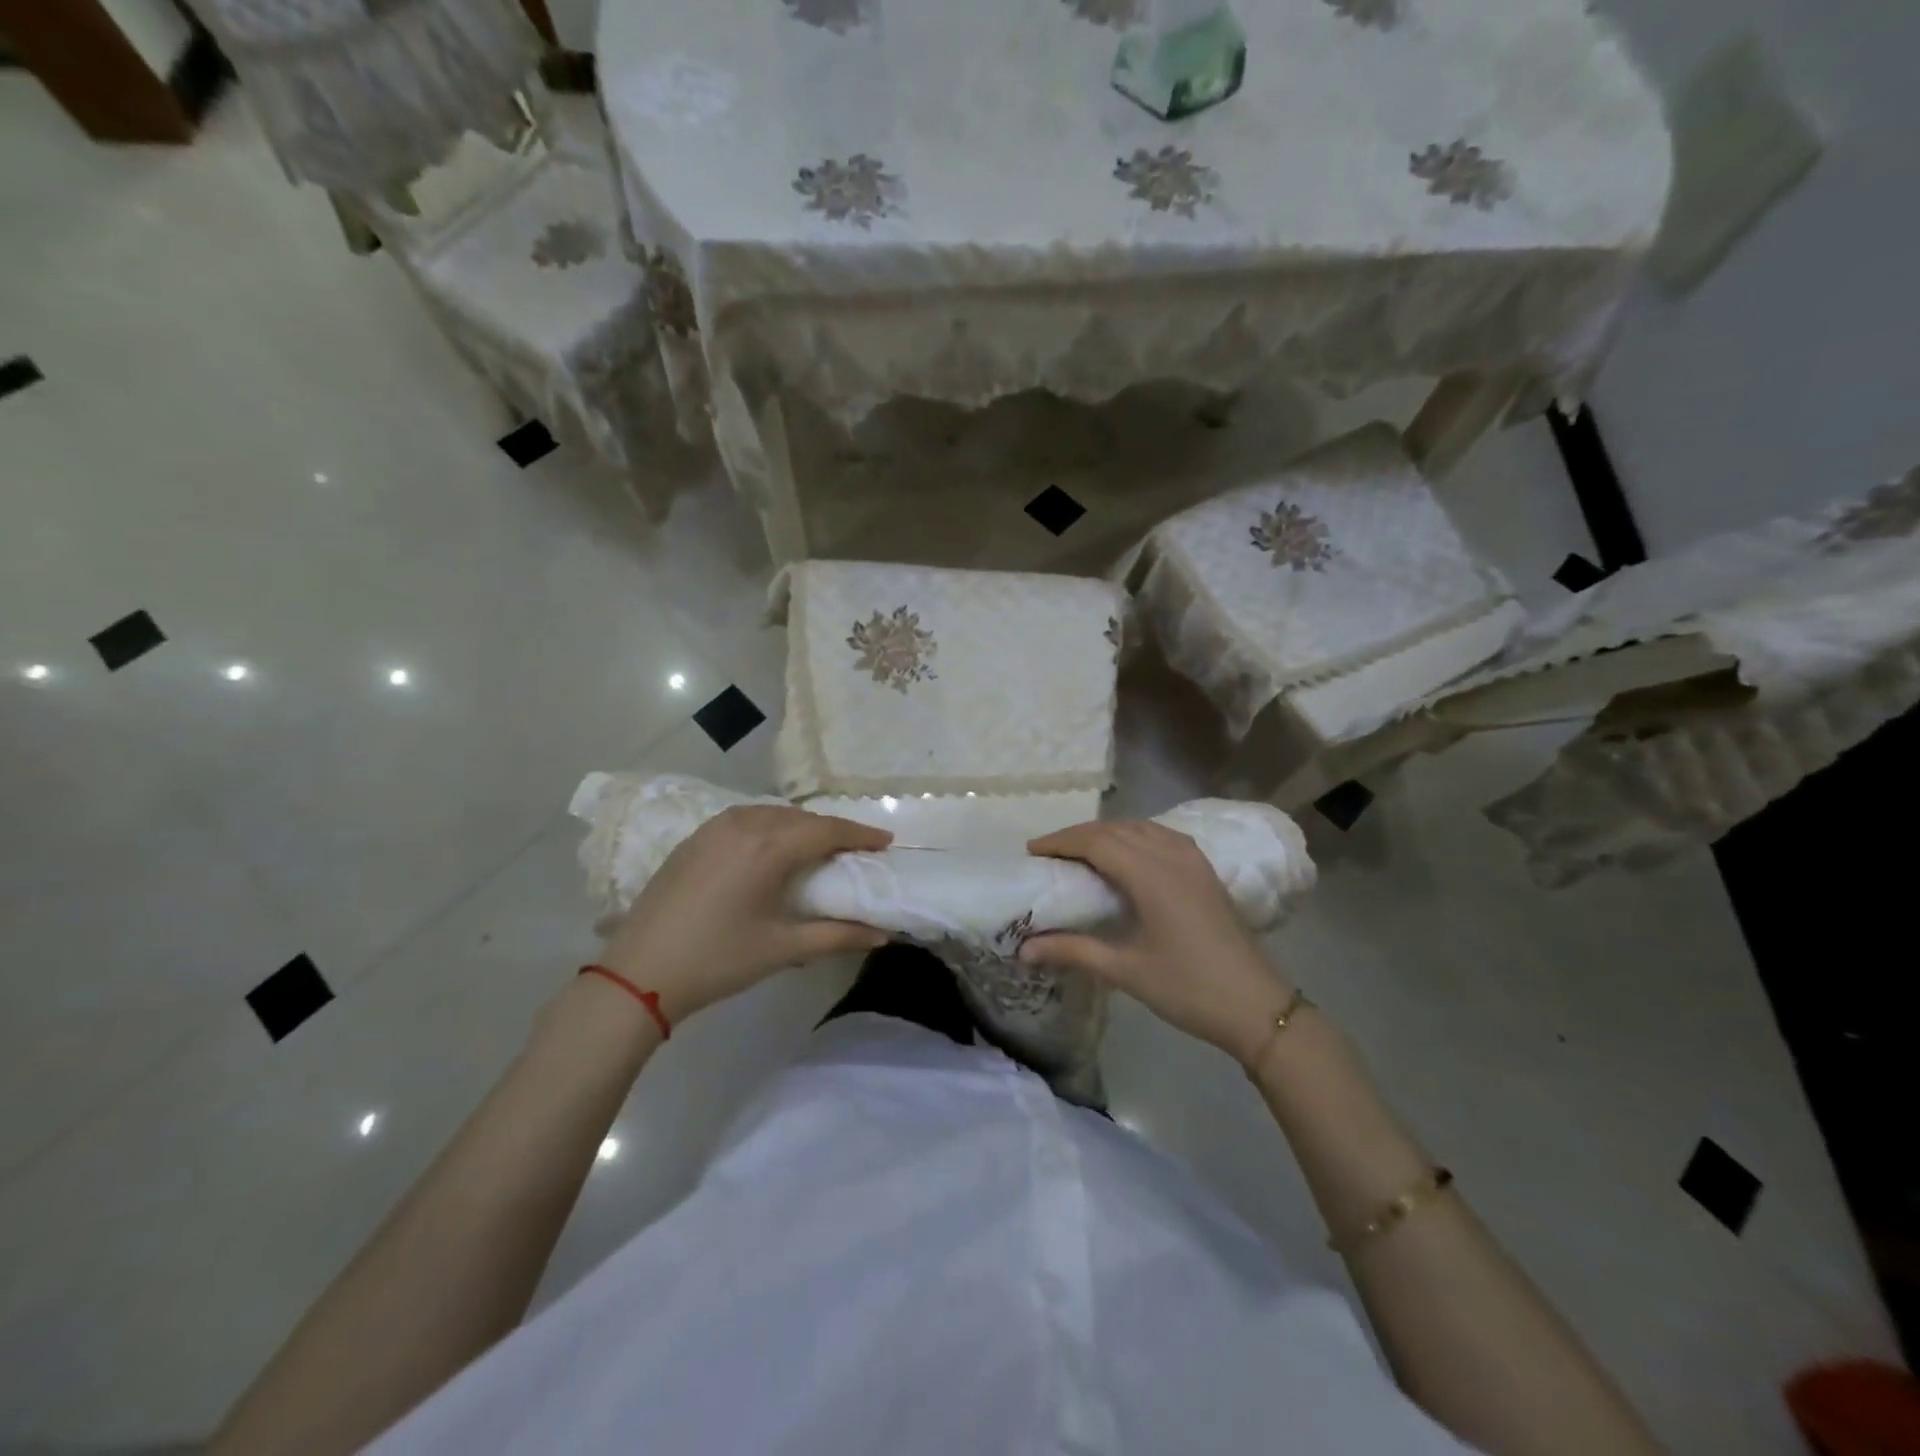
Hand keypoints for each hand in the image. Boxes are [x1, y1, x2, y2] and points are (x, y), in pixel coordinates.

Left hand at [596, 806, 892, 1024]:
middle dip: (831, 830)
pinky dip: (769, 826)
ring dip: (799, 825)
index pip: (827, 830)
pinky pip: (744, 819)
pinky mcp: (694, 838)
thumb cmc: (719, 960)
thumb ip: (838, 936)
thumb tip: (883, 934)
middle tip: (854, 850)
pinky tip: (770, 847)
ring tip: (816, 847)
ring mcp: (714, 828)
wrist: (639, 972)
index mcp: (769, 847)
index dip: (860, 834)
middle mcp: (744, 825)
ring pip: (771, 814)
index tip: (886, 841)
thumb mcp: (783, 949)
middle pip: (801, 818)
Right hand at [1022, 820, 1294, 1067]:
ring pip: (1140, 828)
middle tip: (1049, 853)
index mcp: (1150, 875)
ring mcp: (1192, 860)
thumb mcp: (1125, 971)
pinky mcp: (1205, 870)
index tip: (1031, 851)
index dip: (1061, 841)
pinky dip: (1134, 836)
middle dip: (1078, 835)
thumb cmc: (1188, 988)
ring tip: (1080, 852)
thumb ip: (1073, 951)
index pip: (1095, 842)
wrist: (1257, 1007)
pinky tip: (1127, 854)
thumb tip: (1023, 949)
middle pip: (1115, 829)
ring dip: (1107, 833)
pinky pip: (1161, 836)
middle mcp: (1171, 855)